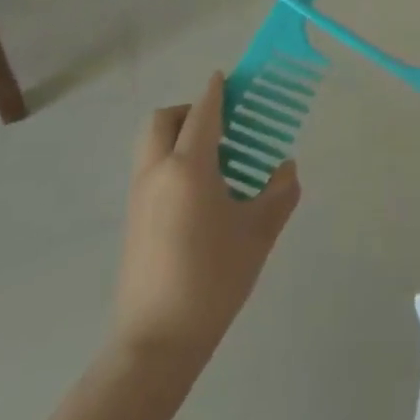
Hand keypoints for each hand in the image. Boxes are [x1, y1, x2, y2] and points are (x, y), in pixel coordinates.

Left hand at [111, 73, 300, 369]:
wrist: (157, 343)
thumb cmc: (213, 278)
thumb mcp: (259, 232)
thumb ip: (279, 192)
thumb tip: (285, 167)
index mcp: (188, 167)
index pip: (203, 113)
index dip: (217, 91)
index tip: (228, 77)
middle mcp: (158, 172)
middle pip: (165, 120)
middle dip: (191, 111)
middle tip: (223, 126)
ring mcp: (140, 197)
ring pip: (153, 145)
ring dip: (180, 137)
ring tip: (217, 161)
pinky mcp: (134, 220)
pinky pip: (151, 170)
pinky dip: (172, 162)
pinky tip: (202, 195)